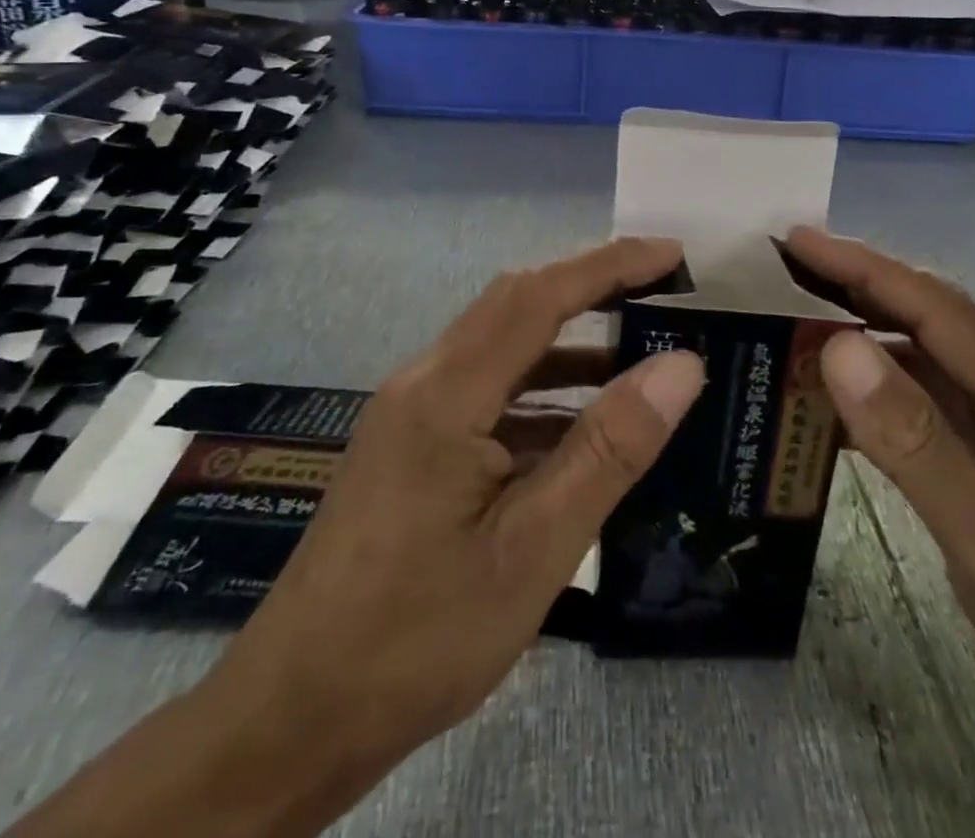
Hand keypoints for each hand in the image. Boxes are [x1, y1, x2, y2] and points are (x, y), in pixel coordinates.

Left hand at [206, 237, 704, 802]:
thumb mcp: (533, 549)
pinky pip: (490, 391)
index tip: (672, 255)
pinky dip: (545, 391)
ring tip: (640, 352)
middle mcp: (425, 382)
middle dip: (592, 285)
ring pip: (503, 347)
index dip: (611, 265)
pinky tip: (584, 426)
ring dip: (570, 340)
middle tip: (662, 291)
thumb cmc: (418, 637)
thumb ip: (609, 449)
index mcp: (446, 393)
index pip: (540, 295)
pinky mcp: (413, 445)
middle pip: (517, 303)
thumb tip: (681, 365)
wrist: (293, 719)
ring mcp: (414, 413)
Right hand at [785, 228, 974, 837]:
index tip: (797, 237)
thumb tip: (839, 344)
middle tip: (788, 270)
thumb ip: (912, 436)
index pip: (933, 306)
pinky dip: (888, 396)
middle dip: (861, 286)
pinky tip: (849, 408)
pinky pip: (940, 411)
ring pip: (935, 365)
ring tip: (801, 326)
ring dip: (871, 340)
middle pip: (935, 321)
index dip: (860, 265)